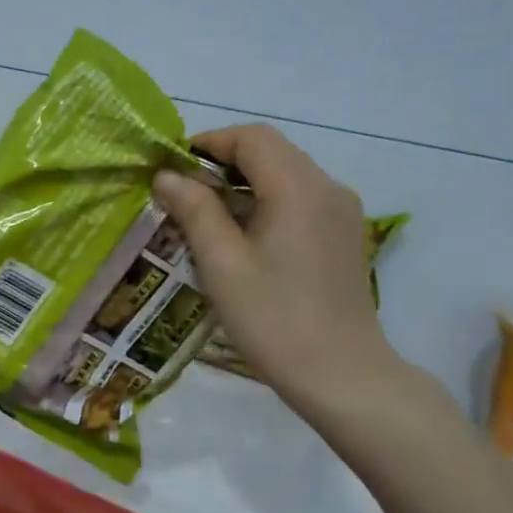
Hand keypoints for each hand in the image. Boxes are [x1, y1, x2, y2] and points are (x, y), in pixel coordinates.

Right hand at [152, 125, 399, 413]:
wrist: (341, 374)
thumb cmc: (272, 318)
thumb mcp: (221, 263)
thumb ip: (194, 210)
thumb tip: (167, 175)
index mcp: (298, 188)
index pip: (252, 137)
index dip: (208, 142)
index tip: (172, 167)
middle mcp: (327, 187)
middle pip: (272, 151)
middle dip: (224, 161)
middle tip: (183, 192)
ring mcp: (342, 212)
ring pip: (287, 174)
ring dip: (245, 182)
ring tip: (207, 216)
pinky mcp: (345, 235)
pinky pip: (301, 199)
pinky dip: (267, 201)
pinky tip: (245, 237)